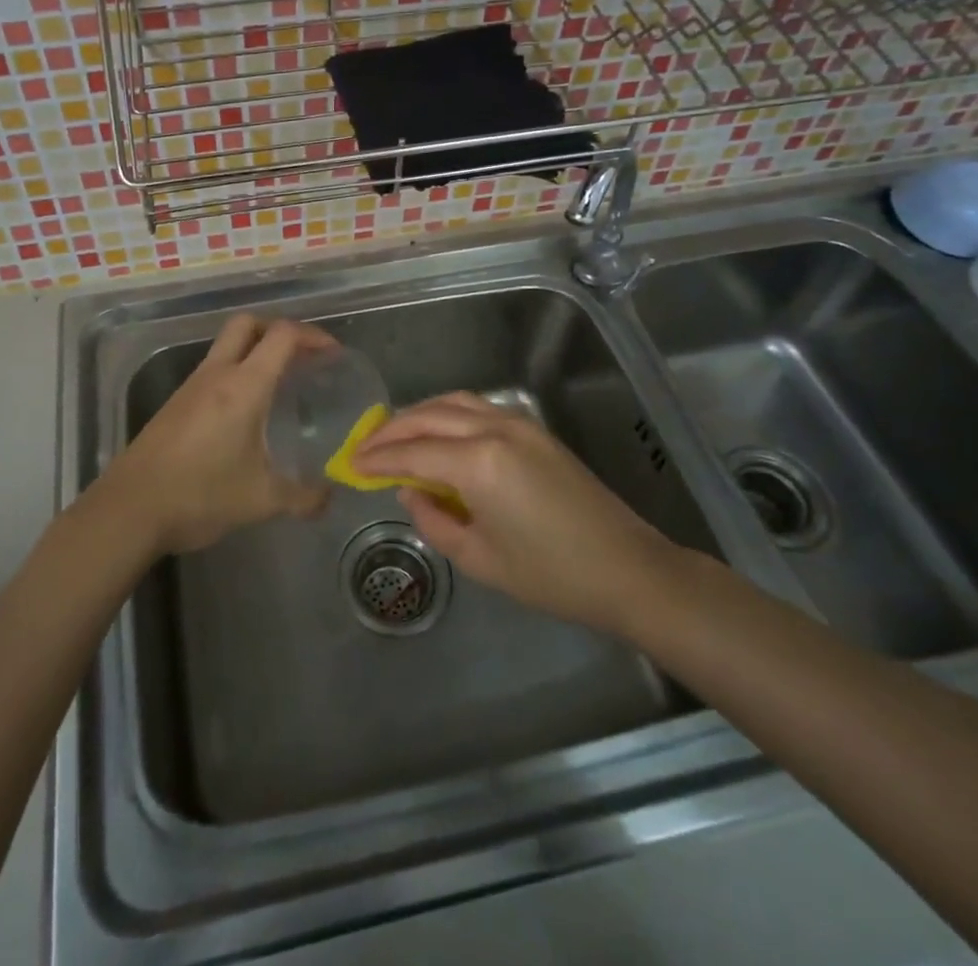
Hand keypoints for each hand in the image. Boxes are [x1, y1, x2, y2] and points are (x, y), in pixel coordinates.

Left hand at [95, 314, 331, 554]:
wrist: (130, 509)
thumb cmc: (200, 495)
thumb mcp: (261, 500)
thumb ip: (302, 498)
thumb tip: (329, 499)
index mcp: (244, 386)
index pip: (282, 336)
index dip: (312, 336)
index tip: (332, 353)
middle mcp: (217, 374)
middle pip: (247, 324)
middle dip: (278, 330)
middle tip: (301, 357)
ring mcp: (191, 386)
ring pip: (226, 346)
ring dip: (254, 351)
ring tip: (278, 384)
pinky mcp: (175, 403)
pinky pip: (212, 370)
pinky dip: (235, 373)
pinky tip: (243, 412)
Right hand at [351, 392, 677, 635]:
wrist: (627, 569)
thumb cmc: (551, 576)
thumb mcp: (480, 559)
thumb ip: (433, 520)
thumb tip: (409, 490)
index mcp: (478, 462)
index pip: (412, 451)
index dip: (378, 458)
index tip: (350, 463)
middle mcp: (495, 428)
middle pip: (428, 416)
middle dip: (390, 430)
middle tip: (363, 447)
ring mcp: (518, 422)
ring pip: (452, 402)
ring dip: (418, 415)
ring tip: (394, 437)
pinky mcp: (534, 428)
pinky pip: (477, 408)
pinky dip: (446, 414)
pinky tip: (436, 435)